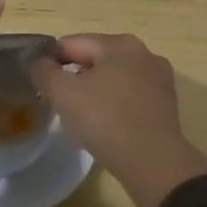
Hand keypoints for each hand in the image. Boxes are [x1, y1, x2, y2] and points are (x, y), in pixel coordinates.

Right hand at [31, 34, 206, 206]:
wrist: (153, 163)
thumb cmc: (105, 120)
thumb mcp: (62, 93)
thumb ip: (44, 71)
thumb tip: (41, 63)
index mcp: (120, 44)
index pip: (73, 43)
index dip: (51, 61)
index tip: (40, 84)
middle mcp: (144, 54)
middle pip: (96, 59)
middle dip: (75, 77)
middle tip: (59, 102)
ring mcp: (160, 80)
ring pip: (114, 79)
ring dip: (95, 92)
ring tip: (81, 117)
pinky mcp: (166, 105)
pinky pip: (130, 97)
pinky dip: (114, 105)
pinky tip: (105, 126)